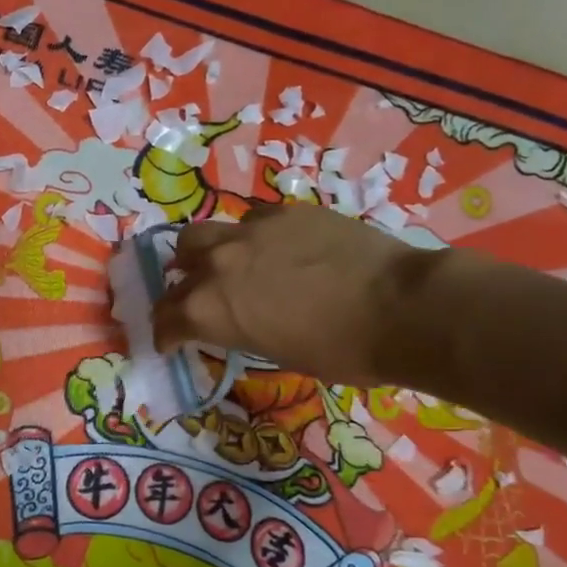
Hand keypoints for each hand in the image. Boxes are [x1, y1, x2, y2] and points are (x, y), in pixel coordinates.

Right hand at [153, 204, 433, 385]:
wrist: (400, 306)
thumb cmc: (340, 350)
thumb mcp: (277, 354)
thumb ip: (242, 330)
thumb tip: (242, 322)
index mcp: (209, 309)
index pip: (166, 318)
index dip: (165, 334)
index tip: (170, 342)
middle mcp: (218, 263)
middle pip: (179, 263)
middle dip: (181, 283)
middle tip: (197, 298)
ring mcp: (251, 230)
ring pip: (207, 232)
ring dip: (207, 252)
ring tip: (228, 265)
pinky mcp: (286, 212)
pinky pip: (253, 221)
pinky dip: (252, 238)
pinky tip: (275, 249)